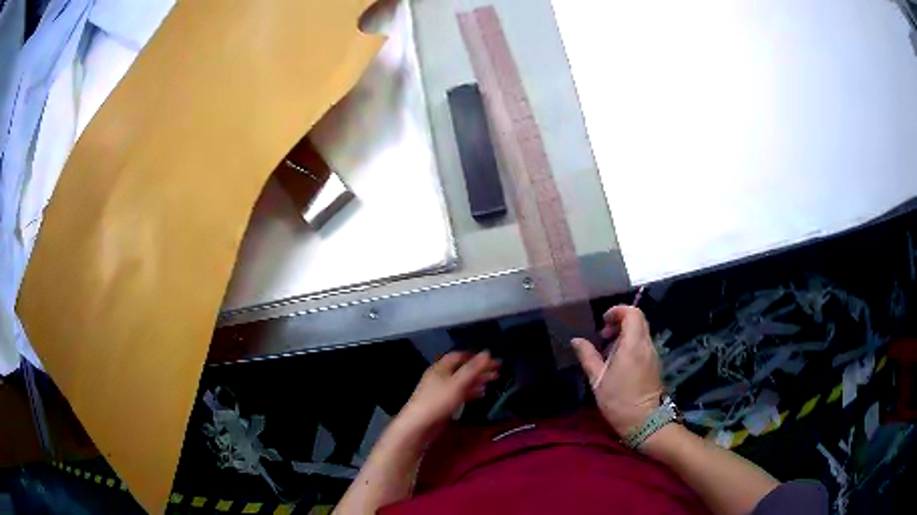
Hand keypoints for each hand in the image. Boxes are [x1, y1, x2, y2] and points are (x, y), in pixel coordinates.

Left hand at [396, 351, 499, 438]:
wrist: (419, 425)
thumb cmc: (437, 401)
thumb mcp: (457, 383)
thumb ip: (472, 369)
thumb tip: (487, 352)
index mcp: (440, 367)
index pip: (459, 356)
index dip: (475, 356)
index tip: (491, 359)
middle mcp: (441, 376)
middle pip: (462, 368)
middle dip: (479, 369)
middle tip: (498, 370)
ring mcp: (442, 390)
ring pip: (462, 381)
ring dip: (477, 380)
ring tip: (494, 380)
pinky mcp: (444, 403)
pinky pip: (460, 393)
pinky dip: (471, 391)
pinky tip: (481, 393)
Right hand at [571, 306, 662, 436]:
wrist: (644, 421)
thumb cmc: (618, 400)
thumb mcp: (597, 379)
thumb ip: (587, 356)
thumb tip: (576, 340)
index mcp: (633, 344)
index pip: (633, 312)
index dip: (618, 311)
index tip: (603, 322)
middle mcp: (647, 345)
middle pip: (638, 320)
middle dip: (620, 322)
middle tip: (603, 336)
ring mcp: (653, 354)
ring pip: (641, 332)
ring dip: (625, 334)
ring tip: (608, 351)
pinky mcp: (655, 364)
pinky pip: (643, 344)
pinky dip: (631, 344)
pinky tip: (618, 362)